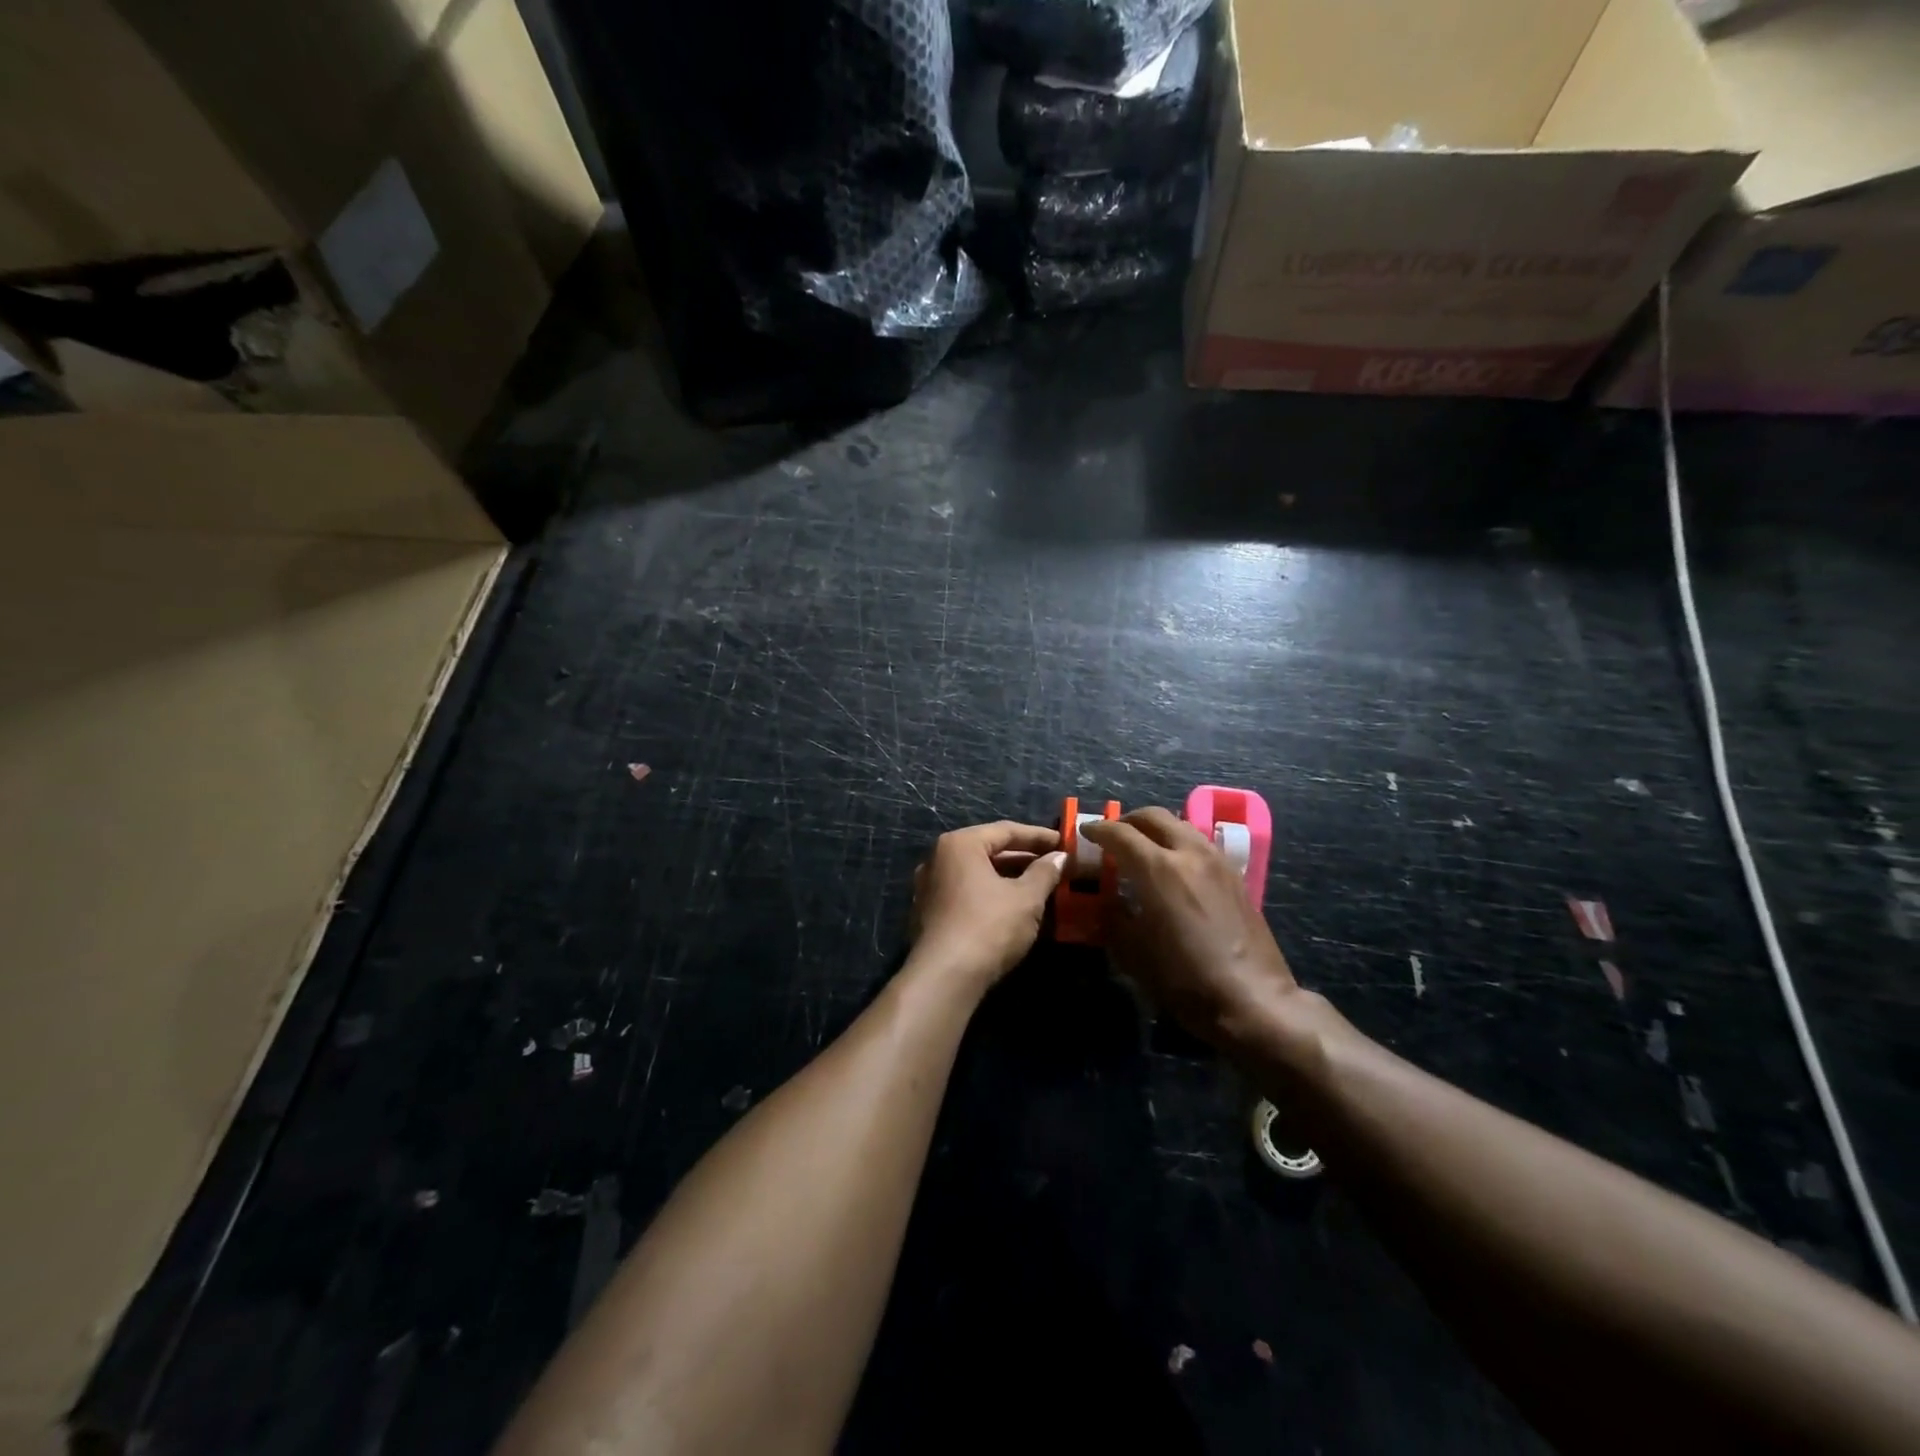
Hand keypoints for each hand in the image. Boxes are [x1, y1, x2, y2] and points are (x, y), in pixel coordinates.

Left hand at [910, 821, 1066, 989]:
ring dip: (1009, 877)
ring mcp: (930, 886)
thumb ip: (1045, 872)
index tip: (1064, 842)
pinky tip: (1014, 906)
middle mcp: (938, 858)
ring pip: (978, 873)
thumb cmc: (989, 926)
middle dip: (1024, 858)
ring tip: (1040, 885)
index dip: (1039, 837)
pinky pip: (967, 892)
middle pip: (989, 850)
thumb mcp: (1026, 898)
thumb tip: (1059, 857)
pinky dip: (991, 893)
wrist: (945, 977)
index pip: (1006, 830)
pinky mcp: (930, 913)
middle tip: (1055, 864)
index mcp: (960, 844)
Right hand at [1082, 807, 1299, 1044]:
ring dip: (1156, 829)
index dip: (1098, 829)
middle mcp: (1189, 853)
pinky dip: (1178, 842)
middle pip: (1154, 816)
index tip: (1085, 832)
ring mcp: (1217, 861)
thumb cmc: (1184, 979)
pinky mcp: (1235, 875)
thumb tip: (1107, 898)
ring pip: (1180, 825)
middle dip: (1128, 820)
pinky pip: (1199, 843)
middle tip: (1113, 834)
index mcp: (1158, 869)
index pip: (1121, 833)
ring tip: (1142, 848)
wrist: (1251, 999)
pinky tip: (1173, 867)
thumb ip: (1113, 915)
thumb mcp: (1132, 952)